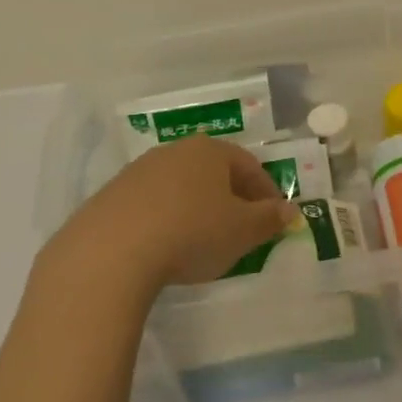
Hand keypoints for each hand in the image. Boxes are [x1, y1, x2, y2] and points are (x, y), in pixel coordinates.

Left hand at [46, 136, 293, 295]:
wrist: (112, 250)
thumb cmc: (192, 232)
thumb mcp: (242, 231)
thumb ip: (269, 219)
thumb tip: (290, 210)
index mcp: (210, 151)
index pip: (249, 166)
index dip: (267, 192)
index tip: (274, 219)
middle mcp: (175, 151)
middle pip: (213, 172)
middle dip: (232, 198)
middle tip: (242, 230)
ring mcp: (140, 170)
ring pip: (181, 186)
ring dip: (197, 208)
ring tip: (203, 241)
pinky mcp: (113, 195)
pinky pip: (152, 204)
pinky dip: (167, 219)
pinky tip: (166, 247)